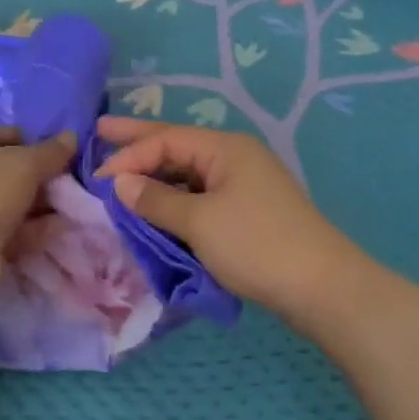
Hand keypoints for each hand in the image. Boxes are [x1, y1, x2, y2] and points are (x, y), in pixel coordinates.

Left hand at [0, 127, 77, 301]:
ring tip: (73, 205)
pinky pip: (8, 229)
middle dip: (40, 176)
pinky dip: (33, 228)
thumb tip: (71, 136)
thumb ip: (51, 151)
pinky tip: (61, 228)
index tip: (61, 154)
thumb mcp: (25, 164)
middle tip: (71, 182)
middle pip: (7, 170)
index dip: (33, 141)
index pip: (2, 135)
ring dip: (40, 204)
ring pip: (9, 202)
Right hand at [95, 117, 354, 316]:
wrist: (322, 288)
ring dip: (155, 175)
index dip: (129, 156)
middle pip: (177, 145)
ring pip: (188, 173)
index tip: (97, 179)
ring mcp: (244, 185)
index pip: (166, 140)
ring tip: (121, 174)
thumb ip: (156, 200)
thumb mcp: (199, 222)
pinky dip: (174, 199)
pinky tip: (155, 206)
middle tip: (99, 131)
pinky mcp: (247, 212)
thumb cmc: (257, 245)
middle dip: (138, 142)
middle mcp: (234, 158)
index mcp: (225, 149)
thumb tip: (120, 184)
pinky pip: (200, 196)